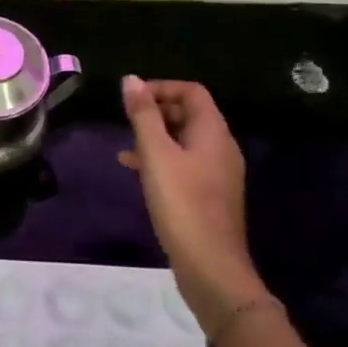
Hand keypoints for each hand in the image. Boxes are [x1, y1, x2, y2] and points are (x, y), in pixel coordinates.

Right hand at [118, 76, 262, 325]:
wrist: (210, 266)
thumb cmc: (182, 203)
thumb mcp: (156, 154)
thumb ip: (143, 115)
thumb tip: (130, 79)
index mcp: (213, 132)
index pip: (192, 91)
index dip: (161, 87)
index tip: (131, 98)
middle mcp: (221, 147)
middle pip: (189, 114)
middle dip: (156, 111)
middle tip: (127, 121)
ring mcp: (218, 173)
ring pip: (184, 140)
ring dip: (156, 136)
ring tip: (126, 146)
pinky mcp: (209, 195)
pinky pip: (184, 163)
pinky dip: (161, 159)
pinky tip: (136, 170)